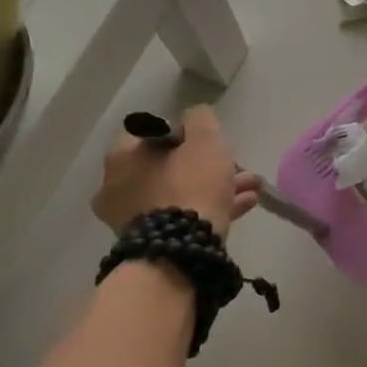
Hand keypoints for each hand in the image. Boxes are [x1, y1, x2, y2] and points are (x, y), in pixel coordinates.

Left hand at [91, 105, 259, 236]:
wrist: (181, 250)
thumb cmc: (191, 184)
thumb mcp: (205, 138)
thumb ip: (200, 119)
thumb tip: (194, 117)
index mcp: (123, 156)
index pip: (156, 134)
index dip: (187, 134)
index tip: (211, 142)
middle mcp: (117, 186)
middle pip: (169, 167)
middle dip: (206, 165)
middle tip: (236, 166)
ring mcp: (130, 219)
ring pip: (179, 194)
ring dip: (213, 187)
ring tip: (250, 187)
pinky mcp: (148, 244)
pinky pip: (181, 218)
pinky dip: (208, 209)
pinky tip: (244, 205)